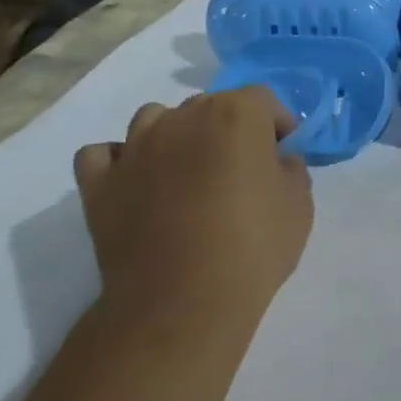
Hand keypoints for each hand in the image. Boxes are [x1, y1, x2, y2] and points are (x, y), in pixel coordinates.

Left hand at [74, 89, 313, 343]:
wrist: (183, 302)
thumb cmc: (253, 247)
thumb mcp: (300, 205)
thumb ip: (290, 169)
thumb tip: (276, 162)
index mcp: (236, 115)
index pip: (262, 99)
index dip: (277, 125)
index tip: (283, 155)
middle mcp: (182, 118)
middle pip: (209, 105)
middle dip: (229, 129)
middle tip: (240, 171)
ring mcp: (134, 148)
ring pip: (154, 119)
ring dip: (175, 136)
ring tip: (188, 174)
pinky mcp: (99, 183)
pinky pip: (104, 154)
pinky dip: (121, 161)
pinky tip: (138, 183)